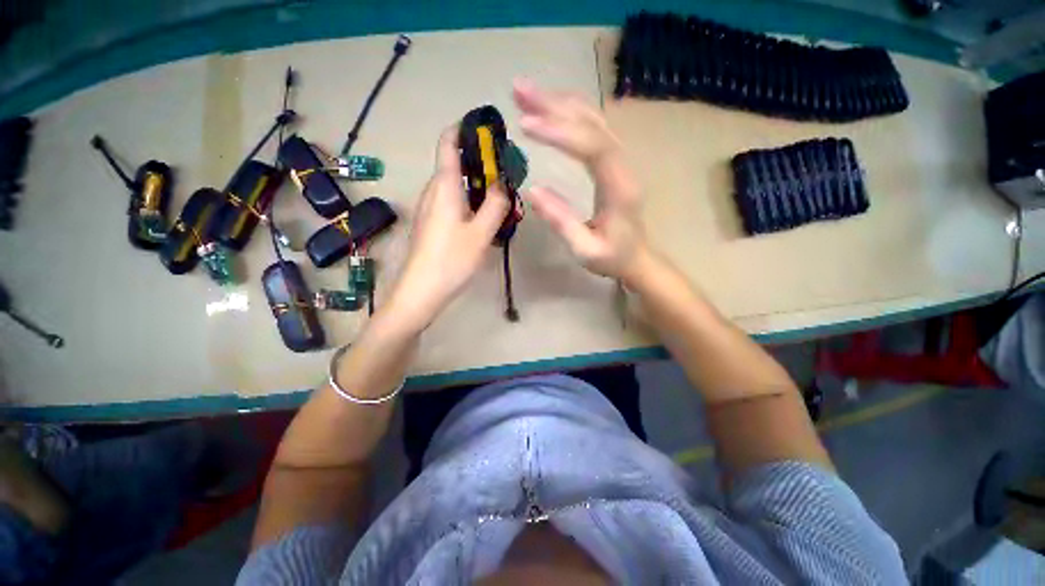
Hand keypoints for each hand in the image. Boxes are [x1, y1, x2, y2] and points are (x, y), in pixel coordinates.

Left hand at [388, 126, 509, 329]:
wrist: (421, 291)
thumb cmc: (452, 259)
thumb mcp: (481, 232)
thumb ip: (496, 204)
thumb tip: (505, 183)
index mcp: (444, 186)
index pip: (448, 141)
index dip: (465, 129)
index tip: (488, 131)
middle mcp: (433, 190)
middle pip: (455, 164)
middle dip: (480, 163)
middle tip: (507, 174)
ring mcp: (429, 207)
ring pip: (455, 185)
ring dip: (477, 186)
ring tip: (501, 197)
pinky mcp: (431, 223)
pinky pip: (451, 202)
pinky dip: (469, 201)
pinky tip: (484, 218)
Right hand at [513, 78, 648, 281]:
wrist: (636, 258)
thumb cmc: (612, 258)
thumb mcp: (585, 250)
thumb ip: (561, 222)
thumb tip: (533, 190)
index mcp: (619, 188)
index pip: (592, 147)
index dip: (559, 132)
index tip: (525, 125)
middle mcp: (623, 165)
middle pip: (592, 123)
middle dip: (554, 104)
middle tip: (517, 90)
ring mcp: (620, 160)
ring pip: (592, 120)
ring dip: (559, 103)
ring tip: (525, 93)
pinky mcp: (612, 161)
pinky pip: (592, 128)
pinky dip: (569, 113)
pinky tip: (549, 108)